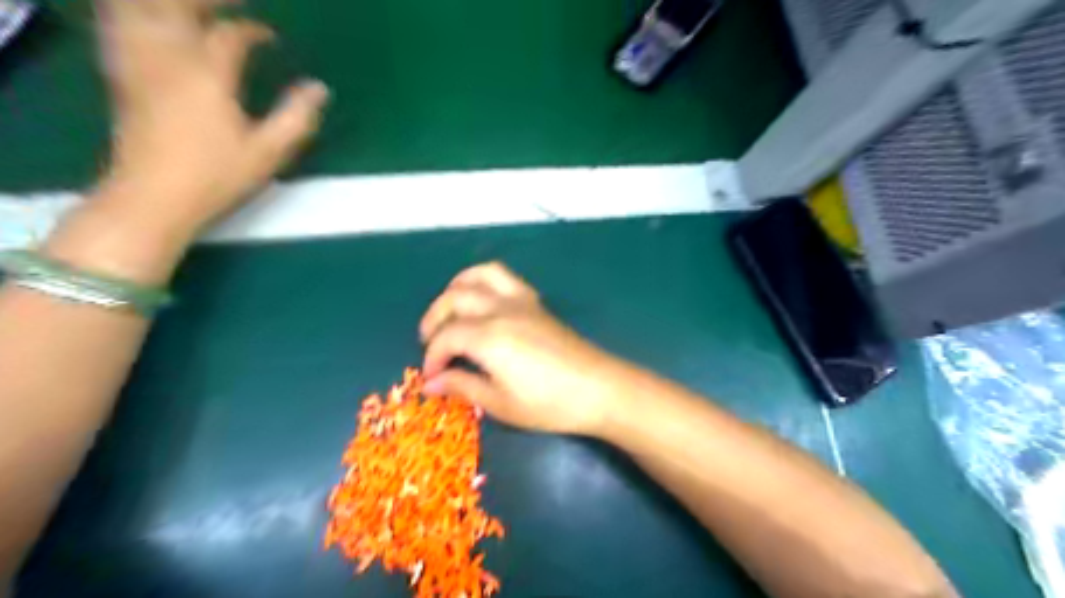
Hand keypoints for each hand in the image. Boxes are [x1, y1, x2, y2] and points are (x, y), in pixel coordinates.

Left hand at [96, 1, 327, 235]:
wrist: (153, 196)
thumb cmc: (217, 175)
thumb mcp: (269, 152)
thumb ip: (296, 117)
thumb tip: (320, 88)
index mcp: (208, 74)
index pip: (231, 35)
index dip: (253, 31)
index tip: (271, 37)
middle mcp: (168, 58)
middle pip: (178, 6)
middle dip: (206, 1)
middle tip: (231, 7)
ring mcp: (138, 63)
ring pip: (140, 8)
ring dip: (168, 3)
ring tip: (194, 9)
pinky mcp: (121, 75)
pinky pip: (117, 24)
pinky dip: (131, 12)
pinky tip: (145, 18)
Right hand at [420, 263, 635, 433]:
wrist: (598, 388)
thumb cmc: (549, 403)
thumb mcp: (501, 403)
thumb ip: (463, 387)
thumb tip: (431, 383)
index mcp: (488, 337)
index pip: (446, 337)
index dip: (432, 357)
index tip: (431, 378)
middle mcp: (500, 310)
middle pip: (455, 299)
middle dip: (435, 320)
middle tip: (430, 345)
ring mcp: (520, 301)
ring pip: (479, 276)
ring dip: (456, 288)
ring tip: (449, 310)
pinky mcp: (535, 302)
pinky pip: (503, 277)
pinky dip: (483, 281)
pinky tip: (483, 303)